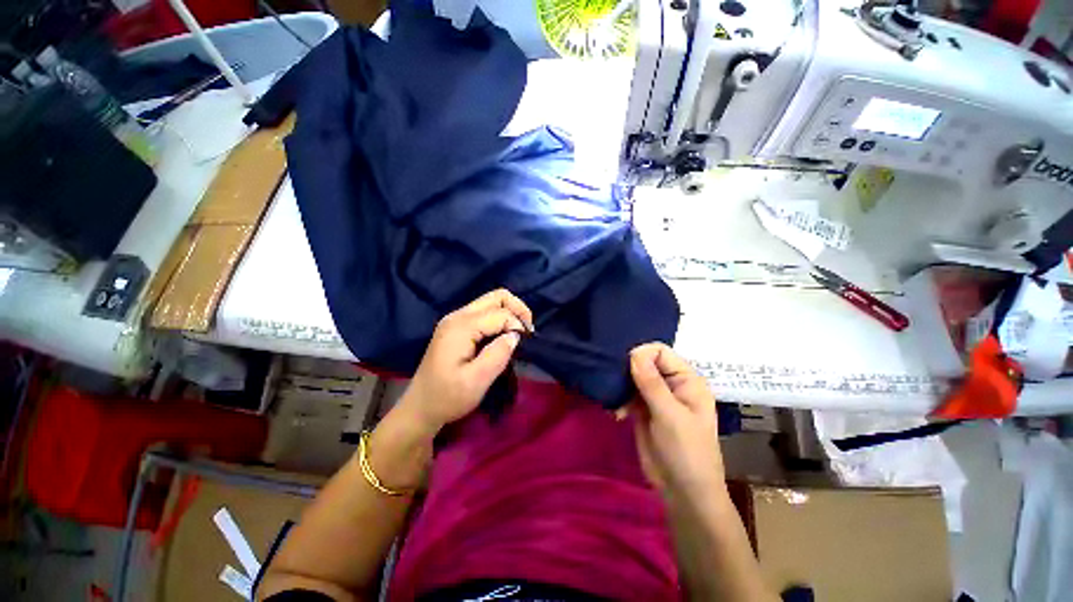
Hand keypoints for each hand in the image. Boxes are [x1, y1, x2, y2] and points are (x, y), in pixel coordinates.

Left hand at [398, 289, 533, 435]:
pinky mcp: (457, 327)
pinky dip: (500, 320)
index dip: (517, 325)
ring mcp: (455, 320)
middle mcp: (458, 316)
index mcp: (461, 327)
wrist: (420, 407)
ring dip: (509, 314)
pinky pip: (484, 313)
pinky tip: (504, 336)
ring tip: (518, 334)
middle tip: (528, 331)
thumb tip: (515, 335)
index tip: (526, 344)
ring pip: (491, 302)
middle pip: (496, 297)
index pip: (500, 313)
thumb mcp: (476, 382)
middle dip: (517, 309)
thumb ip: (498, 355)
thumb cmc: (447, 397)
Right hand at [629, 343, 724, 499]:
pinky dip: (620, 400)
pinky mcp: (643, 410)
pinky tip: (618, 414)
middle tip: (616, 385)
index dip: (642, 356)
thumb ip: (652, 384)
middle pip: (645, 362)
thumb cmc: (686, 452)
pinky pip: (628, 394)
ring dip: (622, 387)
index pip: (660, 352)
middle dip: (628, 371)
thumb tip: (634, 353)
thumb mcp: (670, 416)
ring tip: (617, 404)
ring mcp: (656, 397)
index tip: (626, 370)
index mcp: (686, 380)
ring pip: (633, 377)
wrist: (683, 492)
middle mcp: (671, 384)